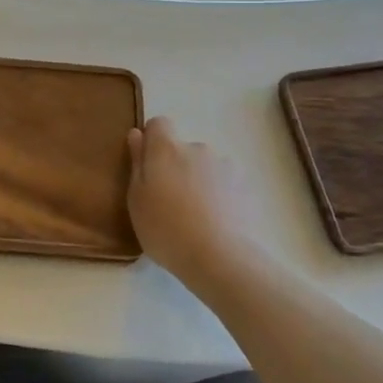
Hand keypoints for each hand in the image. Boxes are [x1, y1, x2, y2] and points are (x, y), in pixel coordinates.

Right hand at [126, 117, 270, 290]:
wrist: (220, 258)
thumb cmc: (166, 229)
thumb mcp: (137, 200)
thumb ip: (137, 162)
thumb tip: (137, 134)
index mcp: (166, 149)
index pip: (159, 124)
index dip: (153, 141)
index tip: (149, 167)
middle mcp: (197, 148)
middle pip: (182, 149)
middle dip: (176, 167)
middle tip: (171, 201)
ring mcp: (225, 165)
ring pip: (205, 166)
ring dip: (199, 181)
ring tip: (197, 216)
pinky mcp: (246, 185)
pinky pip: (225, 183)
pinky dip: (220, 195)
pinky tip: (217, 222)